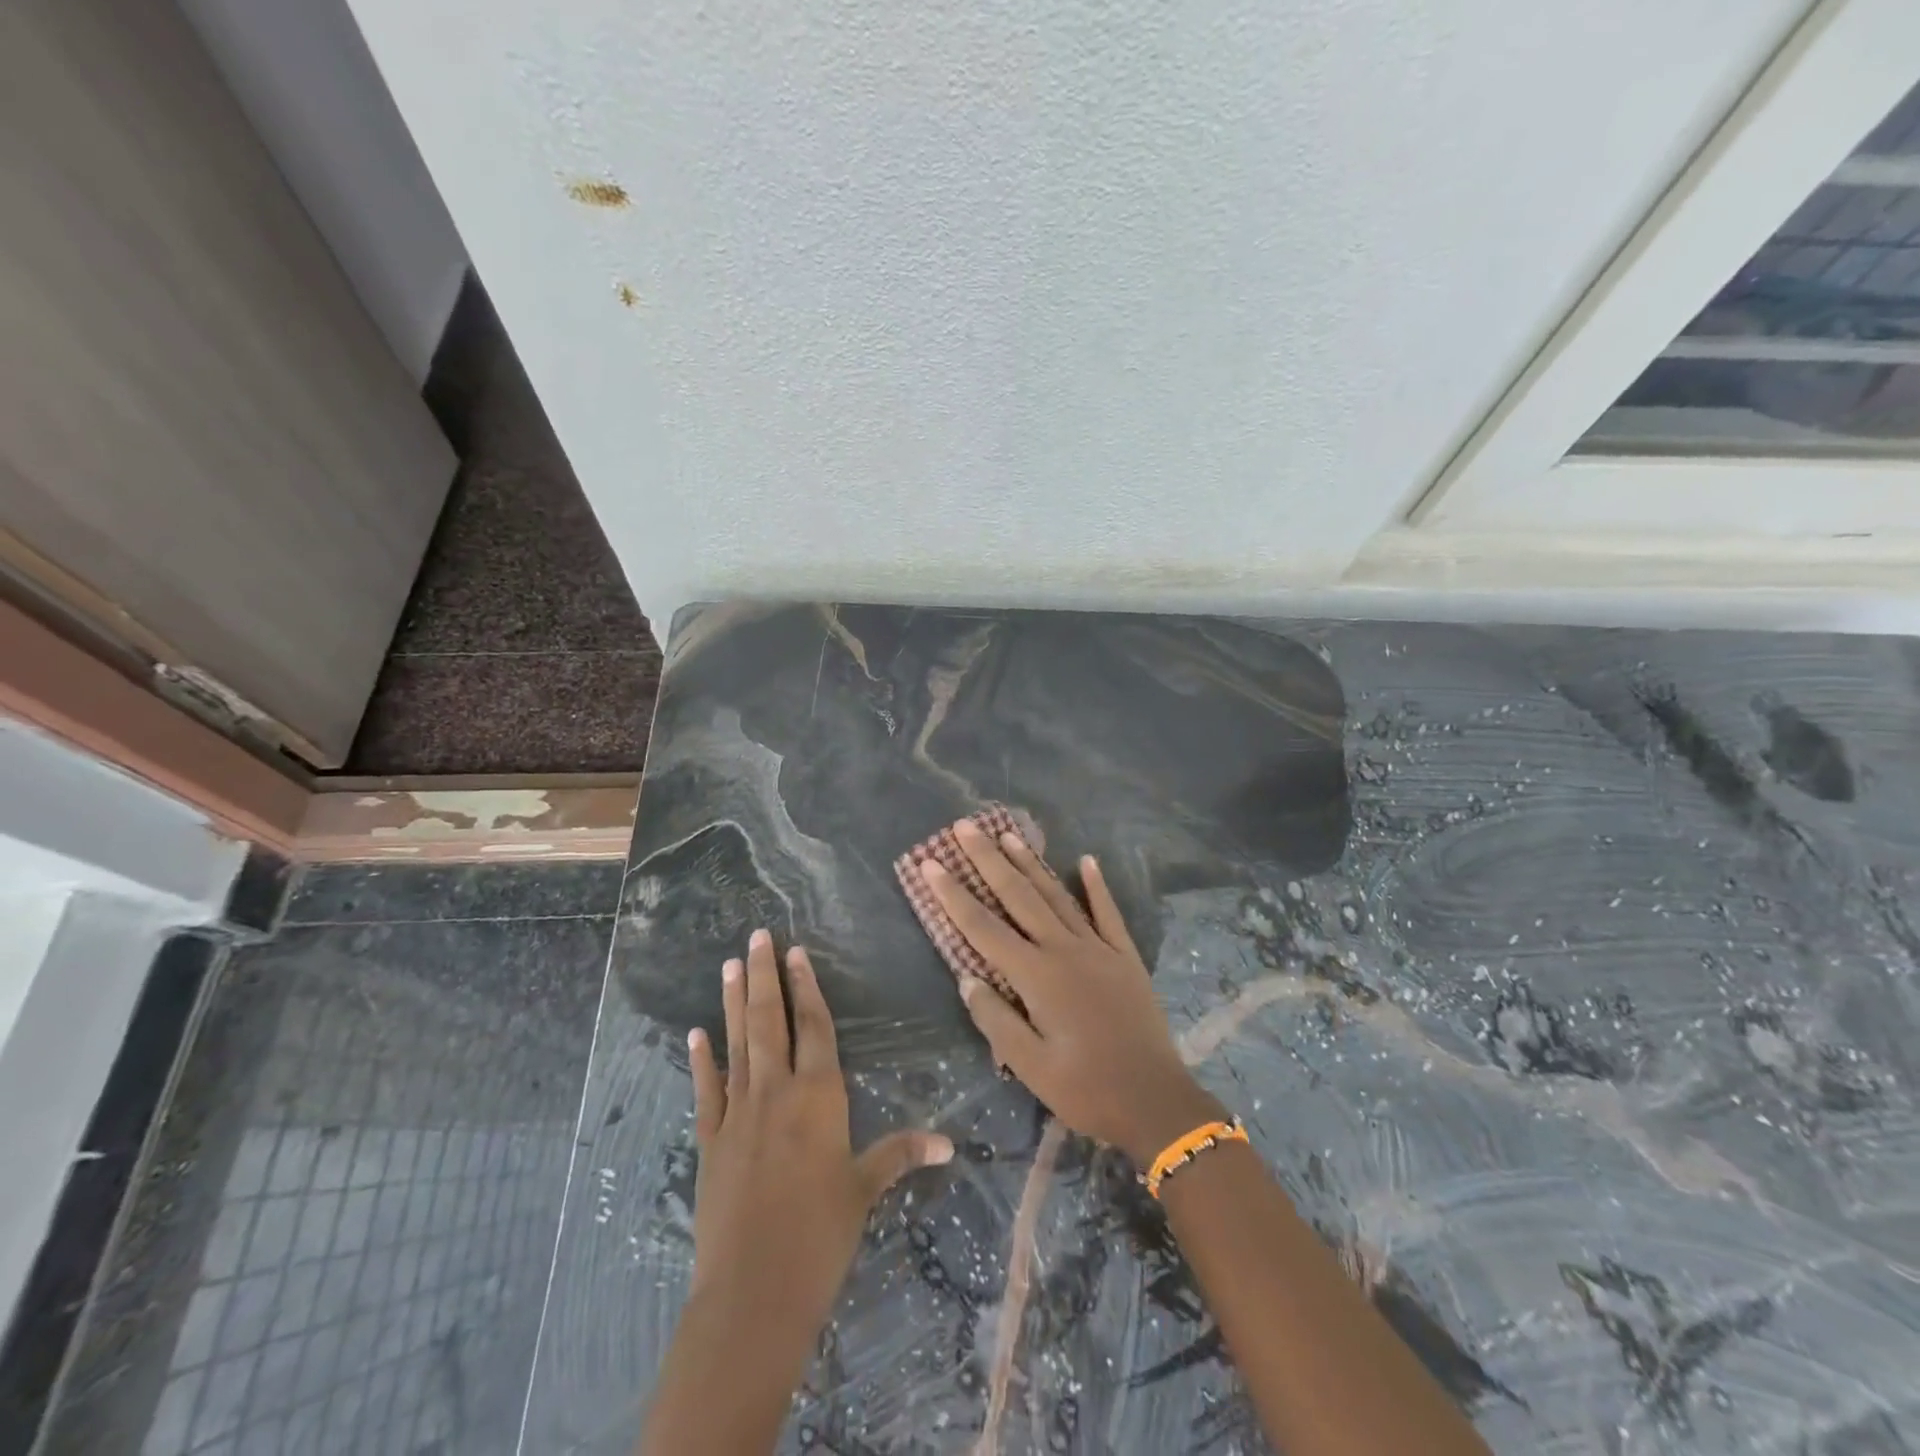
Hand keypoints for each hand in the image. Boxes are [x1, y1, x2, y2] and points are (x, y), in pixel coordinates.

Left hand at [686, 929, 952, 1330]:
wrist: (753, 1292)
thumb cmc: (821, 1235)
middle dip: (765, 976)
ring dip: (734, 1003)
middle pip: (771, 1021)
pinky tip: (695, 1034)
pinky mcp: (710, 1140)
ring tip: (729, 965)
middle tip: (756, 937)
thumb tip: (950, 1143)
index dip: (807, 987)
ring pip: (738, 1044)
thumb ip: (901, 1154)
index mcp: (819, 1095)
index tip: (796, 953)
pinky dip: (702, 1060)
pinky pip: (707, 1090)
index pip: (815, 1027)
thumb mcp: (865, 1189)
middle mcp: (777, 1091)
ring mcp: (739, 1113)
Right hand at [916, 822, 1225, 1165]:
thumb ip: (996, 1019)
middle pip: (1018, 896)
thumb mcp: (1030, 1067)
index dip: (953, 895)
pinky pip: (1107, 913)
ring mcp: (1098, 948)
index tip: (931, 863)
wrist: (1155, 1101)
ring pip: (1057, 895)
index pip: (983, 927)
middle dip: (988, 859)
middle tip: (965, 826)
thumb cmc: (1086, 1089)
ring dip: (1030, 863)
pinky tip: (1087, 860)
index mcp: (1037, 976)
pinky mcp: (1124, 956)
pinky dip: (1096, 886)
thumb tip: (967, 978)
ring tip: (1008, 834)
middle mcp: (1064, 950)